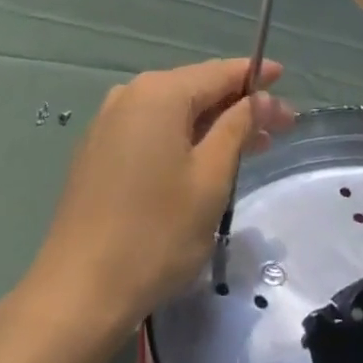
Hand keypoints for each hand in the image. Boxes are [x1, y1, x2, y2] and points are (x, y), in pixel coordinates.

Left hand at [25, 60, 294, 336]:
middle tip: (279, 126)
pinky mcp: (98, 151)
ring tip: (251, 146)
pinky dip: (182, 138)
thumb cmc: (156, 233)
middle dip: (238, 105)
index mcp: (159, 93)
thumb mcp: (210, 178)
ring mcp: (109, 122)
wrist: (78, 290)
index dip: (254, 75)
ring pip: (174, 112)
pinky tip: (203, 160)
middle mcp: (130, 95)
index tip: (284, 78)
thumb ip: (237, 128)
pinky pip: (151, 130)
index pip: (218, 72)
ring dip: (213, 125)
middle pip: (196, 89)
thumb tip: (258, 98)